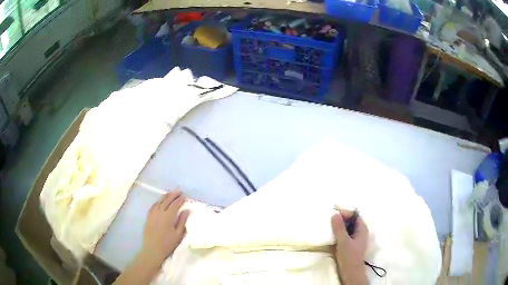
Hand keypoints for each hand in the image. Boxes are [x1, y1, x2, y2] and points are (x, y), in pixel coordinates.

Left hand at [141, 190, 189, 264]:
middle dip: (173, 195)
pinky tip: (160, 202)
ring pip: (159, 201)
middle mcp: (159, 212)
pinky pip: (153, 206)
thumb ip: (182, 221)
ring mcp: (152, 214)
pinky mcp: (148, 217)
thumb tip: (186, 210)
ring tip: (170, 194)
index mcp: (168, 216)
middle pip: (166, 200)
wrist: (153, 250)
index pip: (175, 205)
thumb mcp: (178, 234)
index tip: (185, 196)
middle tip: (179, 191)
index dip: (180, 200)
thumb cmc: (168, 244)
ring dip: (165, 196)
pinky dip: (158, 202)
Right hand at [331, 209, 367, 284]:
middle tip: (328, 218)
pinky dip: (338, 232)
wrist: (350, 272)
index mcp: (362, 228)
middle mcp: (360, 231)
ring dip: (338, 226)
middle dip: (340, 218)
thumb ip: (339, 228)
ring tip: (327, 225)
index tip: (332, 212)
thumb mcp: (343, 241)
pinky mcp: (350, 244)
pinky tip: (330, 234)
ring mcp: (355, 238)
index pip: (353, 215)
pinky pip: (344, 234)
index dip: (343, 212)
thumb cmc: (349, 256)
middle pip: (350, 220)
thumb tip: (334, 214)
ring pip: (347, 227)